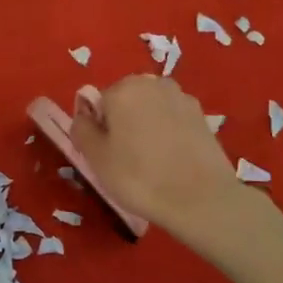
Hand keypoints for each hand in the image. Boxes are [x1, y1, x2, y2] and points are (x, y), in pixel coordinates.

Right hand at [71, 75, 246, 234]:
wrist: (201, 199)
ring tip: (152, 162)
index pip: (98, 104)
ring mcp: (181, 97)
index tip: (106, 155)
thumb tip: (84, 116)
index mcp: (123, 88)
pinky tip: (173, 160)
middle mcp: (152, 83)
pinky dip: (168, 133)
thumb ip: (81, 129)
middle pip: (125, 101)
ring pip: (150, 109)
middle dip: (123, 123)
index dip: (99, 129)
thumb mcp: (96, 158)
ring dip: (146, 126)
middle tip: (126, 160)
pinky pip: (172, 119)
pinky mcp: (202, 115)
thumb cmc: (139, 178)